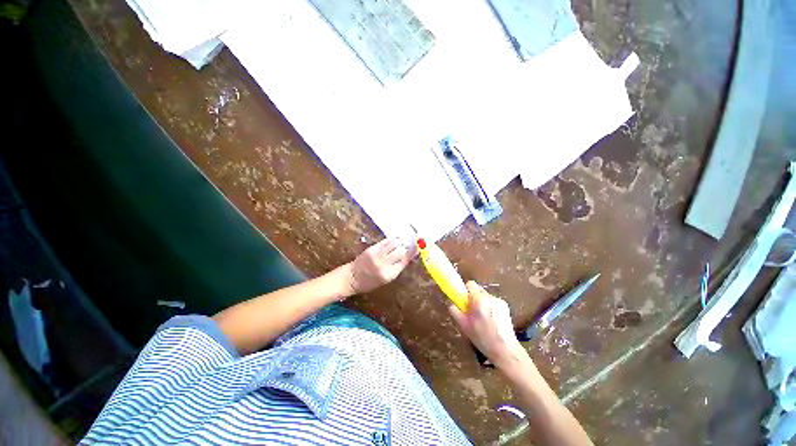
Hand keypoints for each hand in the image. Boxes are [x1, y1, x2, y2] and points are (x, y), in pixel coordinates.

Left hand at [349, 238, 414, 293]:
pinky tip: (395, 240)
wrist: (353, 278)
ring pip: (394, 243)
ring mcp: (378, 255)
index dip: (412, 252)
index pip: (405, 260)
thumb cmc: (370, 282)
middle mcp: (384, 264)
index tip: (418, 247)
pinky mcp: (372, 248)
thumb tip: (409, 256)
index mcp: (390, 274)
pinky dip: (392, 240)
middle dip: (406, 247)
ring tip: (402, 242)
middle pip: (401, 250)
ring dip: (400, 242)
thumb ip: (397, 267)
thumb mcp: (387, 279)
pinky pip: (386, 241)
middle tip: (410, 244)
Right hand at [448, 281, 530, 369]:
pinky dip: (490, 307)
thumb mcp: (463, 326)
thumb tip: (450, 302)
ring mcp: (499, 301)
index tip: (463, 300)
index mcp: (479, 300)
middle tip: (471, 311)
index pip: (470, 284)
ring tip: (482, 318)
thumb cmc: (482, 338)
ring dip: (482, 302)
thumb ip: (454, 311)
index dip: (465, 291)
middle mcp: (490, 298)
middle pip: (478, 289)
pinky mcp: (505, 306)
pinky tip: (491, 320)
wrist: (505, 350)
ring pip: (485, 296)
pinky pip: (493, 301)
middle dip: (473, 297)